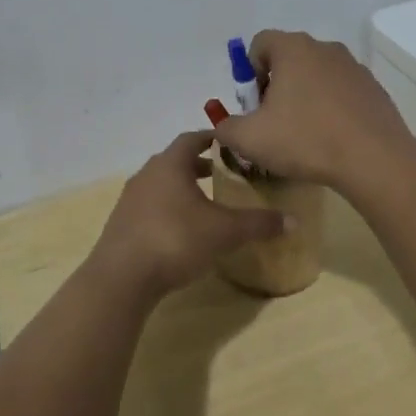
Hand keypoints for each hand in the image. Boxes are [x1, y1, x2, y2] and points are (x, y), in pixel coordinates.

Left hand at [89, 131, 286, 299]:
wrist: (122, 277)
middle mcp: (147, 174)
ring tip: (205, 202)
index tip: (230, 145)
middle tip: (223, 174)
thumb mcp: (224, 231)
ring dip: (182, 187)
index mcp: (170, 164)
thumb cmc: (175, 239)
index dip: (212, 139)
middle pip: (175, 160)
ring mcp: (130, 199)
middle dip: (199, 165)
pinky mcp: (121, 223)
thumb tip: (293, 220)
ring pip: (161, 183)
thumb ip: (258, 223)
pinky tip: (181, 229)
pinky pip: (150, 205)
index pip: (192, 139)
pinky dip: (168, 208)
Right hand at [211, 30, 415, 192]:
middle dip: (276, 86)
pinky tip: (331, 139)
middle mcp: (325, 48)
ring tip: (303, 134)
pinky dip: (331, 108)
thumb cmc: (305, 140)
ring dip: (304, 97)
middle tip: (273, 122)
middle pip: (289, 58)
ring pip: (317, 75)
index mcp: (293, 49)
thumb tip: (224, 125)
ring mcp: (354, 67)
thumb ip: (226, 127)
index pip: (260, 43)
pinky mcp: (374, 89)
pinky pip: (342, 92)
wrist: (374, 159)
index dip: (249, 71)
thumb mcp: (249, 139)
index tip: (254, 104)